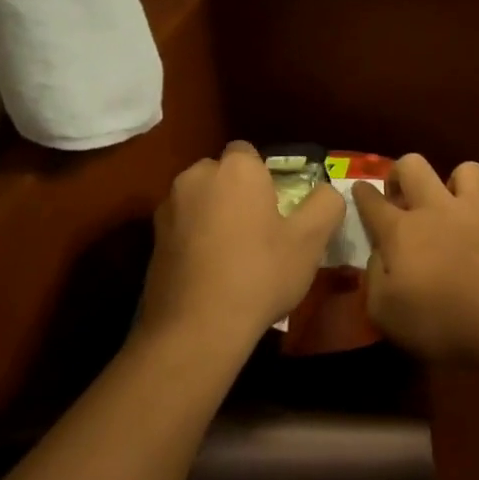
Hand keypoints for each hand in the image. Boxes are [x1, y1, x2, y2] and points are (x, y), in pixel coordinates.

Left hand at [140, 141, 346, 346]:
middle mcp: (196, 176)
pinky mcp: (153, 238)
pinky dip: (195, 238)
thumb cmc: (260, 274)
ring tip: (233, 255)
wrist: (197, 326)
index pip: (249, 153)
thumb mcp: (310, 241)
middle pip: (222, 175)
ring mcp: (169, 207)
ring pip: (200, 200)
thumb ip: (325, 204)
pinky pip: (183, 226)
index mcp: (236, 169)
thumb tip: (325, 191)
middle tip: (260, 232)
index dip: (265, 177)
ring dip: (214, 215)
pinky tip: (210, 271)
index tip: (278, 208)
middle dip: (237, 193)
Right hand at [352, 155, 478, 366]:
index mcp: (401, 231)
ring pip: (465, 170)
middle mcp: (437, 210)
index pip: (372, 201)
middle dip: (401, 172)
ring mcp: (478, 213)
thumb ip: (374, 281)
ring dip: (454, 182)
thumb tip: (378, 259)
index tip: (358, 189)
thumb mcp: (387, 314)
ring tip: (451, 206)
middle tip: (401, 195)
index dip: (362, 194)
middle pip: (413, 166)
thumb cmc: (443, 321)